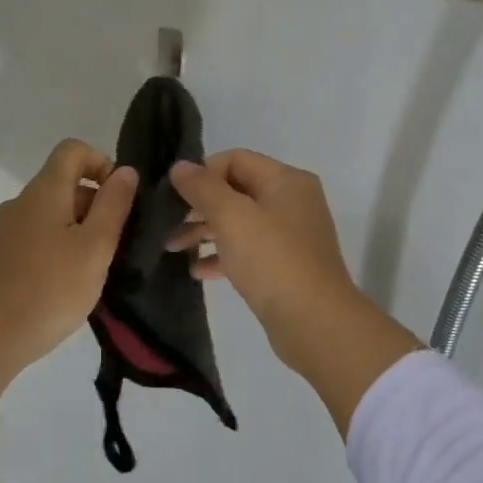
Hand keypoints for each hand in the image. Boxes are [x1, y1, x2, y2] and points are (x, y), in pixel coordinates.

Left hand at [0, 139, 137, 373]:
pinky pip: (41, 234)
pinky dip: (63, 245)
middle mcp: (22, 202)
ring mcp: (9, 229)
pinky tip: (73, 279)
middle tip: (118, 241)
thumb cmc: (52, 288)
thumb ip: (114, 205)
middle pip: (65, 182)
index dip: (102, 162)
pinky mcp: (5, 255)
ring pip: (54, 212)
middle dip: (97, 202)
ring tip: (99, 266)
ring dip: (82, 228)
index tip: (120, 198)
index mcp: (44, 191)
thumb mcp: (96, 246)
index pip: (73, 150)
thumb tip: (125, 171)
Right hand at [167, 150, 354, 344]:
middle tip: (167, 225)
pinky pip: (247, 251)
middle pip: (236, 191)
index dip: (202, 173)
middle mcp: (291, 202)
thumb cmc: (272, 260)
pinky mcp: (285, 266)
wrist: (314, 322)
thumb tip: (179, 166)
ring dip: (204, 232)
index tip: (176, 197)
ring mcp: (290, 236)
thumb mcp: (232, 217)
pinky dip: (222, 257)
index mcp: (286, 181)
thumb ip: (203, 188)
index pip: (235, 160)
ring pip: (238, 223)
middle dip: (199, 206)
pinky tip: (197, 271)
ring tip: (172, 249)